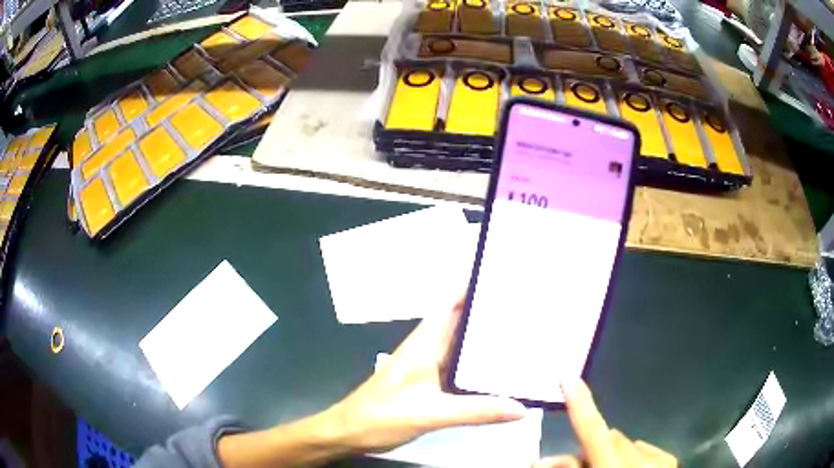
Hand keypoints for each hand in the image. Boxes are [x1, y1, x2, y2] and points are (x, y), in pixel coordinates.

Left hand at [323, 298, 527, 452]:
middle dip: (489, 312)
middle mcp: (427, 348)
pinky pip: (458, 367)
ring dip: (485, 339)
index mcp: (425, 342)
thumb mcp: (432, 414)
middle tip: (526, 307)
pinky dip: (477, 365)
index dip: (475, 286)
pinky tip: (497, 372)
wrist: (350, 432)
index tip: (505, 277)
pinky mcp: (427, 383)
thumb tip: (522, 409)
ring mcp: (427, 366)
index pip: (451, 302)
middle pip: (461, 322)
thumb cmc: (383, 416)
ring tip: (521, 335)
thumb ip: (477, 411)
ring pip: (460, 345)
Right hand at [534, 379, 676, 467]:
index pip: (594, 432)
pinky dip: (633, 455)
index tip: (567, 376)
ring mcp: (658, 458)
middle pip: (607, 436)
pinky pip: (644, 446)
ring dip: (612, 452)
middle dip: (592, 447)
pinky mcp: (669, 459)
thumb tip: (546, 459)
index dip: (580, 405)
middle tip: (582, 465)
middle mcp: (639, 459)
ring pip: (625, 441)